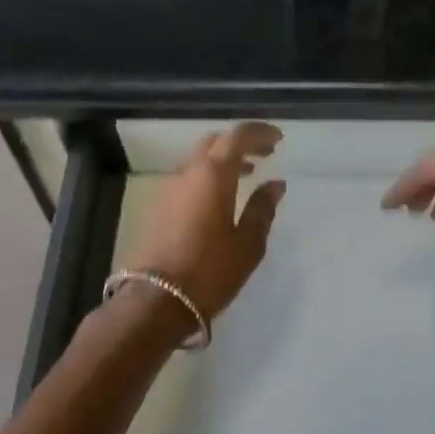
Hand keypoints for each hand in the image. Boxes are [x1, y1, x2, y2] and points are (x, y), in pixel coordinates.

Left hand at [122, 122, 285, 320]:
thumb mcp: (247, 244)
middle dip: (240, 144)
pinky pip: (187, 180)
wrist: (155, 301)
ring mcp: (168, 191)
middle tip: (264, 155)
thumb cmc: (210, 272)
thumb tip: (274, 184)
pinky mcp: (158, 209)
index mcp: (212, 175)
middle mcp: (187, 174)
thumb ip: (261, 210)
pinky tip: (221, 200)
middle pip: (214, 143)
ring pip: (198, 161)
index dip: (259, 133)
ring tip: (246, 176)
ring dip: (222, 161)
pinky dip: (208, 178)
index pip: (237, 136)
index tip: (278, 139)